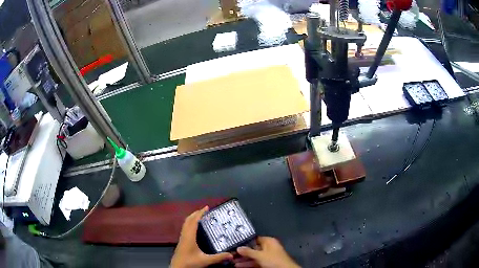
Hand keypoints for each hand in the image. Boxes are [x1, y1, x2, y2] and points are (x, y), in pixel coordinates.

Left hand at [171, 206, 232, 267]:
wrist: (178, 267)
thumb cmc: (190, 262)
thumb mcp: (205, 260)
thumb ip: (218, 257)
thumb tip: (231, 255)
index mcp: (190, 236)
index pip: (194, 221)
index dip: (200, 213)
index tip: (206, 207)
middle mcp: (185, 234)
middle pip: (188, 220)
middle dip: (196, 213)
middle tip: (205, 210)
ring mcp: (182, 237)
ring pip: (186, 223)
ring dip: (192, 218)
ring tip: (200, 216)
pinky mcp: (181, 241)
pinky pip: (185, 227)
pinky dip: (190, 223)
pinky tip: (195, 228)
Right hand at [236, 237, 299, 267]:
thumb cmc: (273, 260)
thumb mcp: (260, 255)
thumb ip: (248, 251)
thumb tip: (238, 247)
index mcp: (268, 241)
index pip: (254, 239)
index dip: (244, 242)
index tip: (234, 244)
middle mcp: (268, 247)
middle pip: (253, 248)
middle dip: (242, 252)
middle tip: (231, 254)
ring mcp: (267, 256)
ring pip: (253, 256)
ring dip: (243, 259)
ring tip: (232, 261)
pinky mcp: (267, 263)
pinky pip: (255, 262)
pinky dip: (248, 264)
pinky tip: (239, 265)